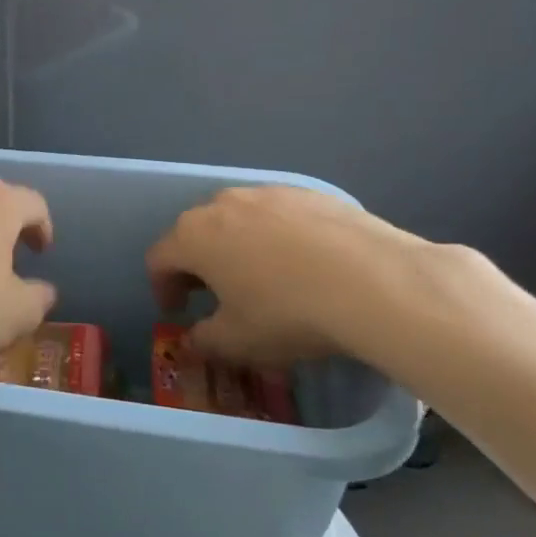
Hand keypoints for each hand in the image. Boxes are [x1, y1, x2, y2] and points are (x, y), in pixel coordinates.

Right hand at [145, 186, 422, 368]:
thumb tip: (192, 341)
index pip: (159, 259)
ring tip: (260, 276)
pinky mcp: (311, 193)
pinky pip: (279, 215)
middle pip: (195, 232)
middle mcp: (223, 204)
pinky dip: (277, 237)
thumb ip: (202, 341)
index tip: (178, 311)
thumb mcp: (236, 342)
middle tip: (214, 294)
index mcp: (193, 237)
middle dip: (197, 263)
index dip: (162, 288)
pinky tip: (303, 264)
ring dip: (236, 246)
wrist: (377, 283)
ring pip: (238, 219)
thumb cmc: (288, 314)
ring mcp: (269, 193)